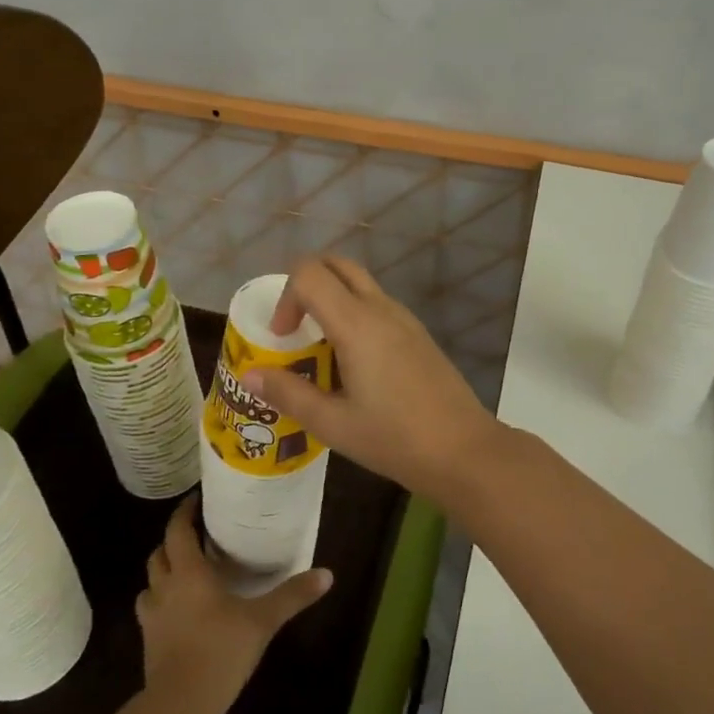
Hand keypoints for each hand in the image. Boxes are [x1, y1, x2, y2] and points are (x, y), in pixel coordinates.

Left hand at [136, 495, 331, 713]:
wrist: (179, 707)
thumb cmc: (220, 651)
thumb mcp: (263, 620)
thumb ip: (293, 595)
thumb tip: (328, 574)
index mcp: (189, 573)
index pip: (177, 531)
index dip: (183, 512)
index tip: (195, 500)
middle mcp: (165, 588)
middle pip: (159, 554)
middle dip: (173, 541)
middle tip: (195, 536)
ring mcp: (152, 618)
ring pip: (149, 583)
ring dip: (163, 573)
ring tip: (185, 572)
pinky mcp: (148, 644)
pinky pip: (150, 611)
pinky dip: (161, 603)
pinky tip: (180, 613)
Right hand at [242, 255, 505, 500]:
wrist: (463, 449)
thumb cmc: (394, 438)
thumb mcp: (332, 423)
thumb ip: (288, 393)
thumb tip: (250, 375)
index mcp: (356, 323)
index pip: (310, 273)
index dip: (286, 297)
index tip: (283, 338)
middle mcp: (381, 308)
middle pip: (336, 264)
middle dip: (306, 285)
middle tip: (296, 329)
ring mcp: (404, 318)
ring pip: (359, 283)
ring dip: (331, 300)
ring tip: (321, 351)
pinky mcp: (418, 333)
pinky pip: (377, 305)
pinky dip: (354, 315)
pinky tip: (354, 364)